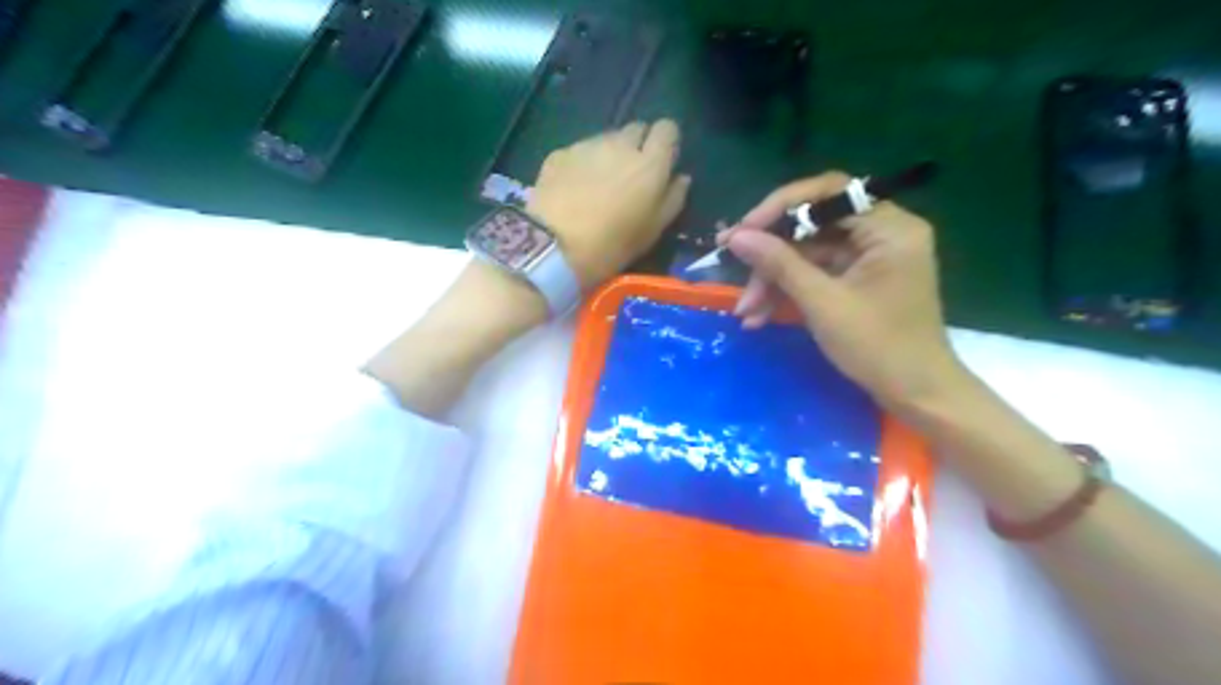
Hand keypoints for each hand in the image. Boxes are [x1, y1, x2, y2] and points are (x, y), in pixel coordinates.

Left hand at [531, 117, 690, 288]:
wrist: (553, 247)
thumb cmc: (611, 246)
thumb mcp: (652, 232)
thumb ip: (672, 199)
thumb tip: (681, 178)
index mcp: (650, 164)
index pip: (667, 129)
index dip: (666, 142)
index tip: (661, 162)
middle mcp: (620, 144)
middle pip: (636, 129)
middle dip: (637, 146)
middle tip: (629, 177)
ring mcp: (587, 145)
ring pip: (606, 139)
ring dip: (609, 154)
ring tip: (599, 185)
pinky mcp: (560, 153)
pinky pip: (579, 150)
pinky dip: (582, 163)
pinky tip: (573, 189)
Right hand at [724, 174, 975, 413]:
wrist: (915, 395)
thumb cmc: (877, 347)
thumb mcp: (822, 303)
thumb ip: (779, 264)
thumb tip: (736, 236)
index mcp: (889, 227)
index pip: (828, 193)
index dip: (779, 207)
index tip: (743, 231)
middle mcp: (882, 232)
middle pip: (813, 225)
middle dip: (771, 254)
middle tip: (733, 268)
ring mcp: (869, 257)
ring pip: (808, 253)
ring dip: (773, 280)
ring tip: (746, 312)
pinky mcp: (858, 279)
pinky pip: (815, 273)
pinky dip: (788, 292)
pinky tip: (760, 316)